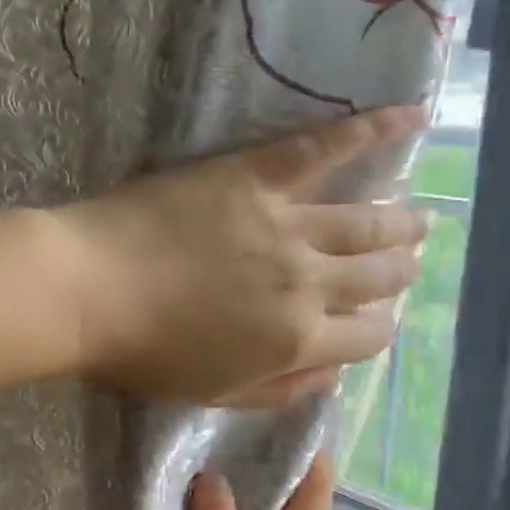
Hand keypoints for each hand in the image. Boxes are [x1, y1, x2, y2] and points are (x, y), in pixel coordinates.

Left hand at [59, 107, 428, 407]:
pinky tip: (412, 116)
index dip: (378, 330)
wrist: (88, 290)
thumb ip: (280, 389)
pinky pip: (325, 148)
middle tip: (410, 261)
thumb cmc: (142, 351)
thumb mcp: (213, 392)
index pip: (367, 337)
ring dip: (400, 221)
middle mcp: (307, 281)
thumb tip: (332, 376)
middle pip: (376, 276)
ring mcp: (287, 224)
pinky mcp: (257, 175)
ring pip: (365, 221)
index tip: (376, 321)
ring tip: (421, 217)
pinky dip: (373, 129)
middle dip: (400, 272)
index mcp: (297, 339)